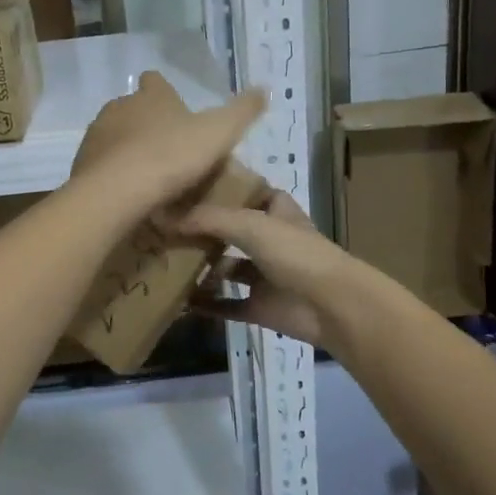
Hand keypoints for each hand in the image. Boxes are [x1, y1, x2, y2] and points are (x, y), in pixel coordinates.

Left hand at [68, 72, 266, 227]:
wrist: (117, 192)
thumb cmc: (171, 156)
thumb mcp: (219, 133)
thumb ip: (242, 111)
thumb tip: (263, 88)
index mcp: (151, 96)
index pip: (156, 81)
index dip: (165, 92)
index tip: (175, 108)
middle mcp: (119, 107)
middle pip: (133, 108)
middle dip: (147, 123)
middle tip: (169, 148)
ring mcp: (96, 134)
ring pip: (115, 135)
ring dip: (129, 149)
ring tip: (149, 175)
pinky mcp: (82, 163)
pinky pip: (102, 164)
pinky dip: (114, 173)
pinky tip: (129, 192)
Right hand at [177, 190, 348, 348]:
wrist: (332, 307)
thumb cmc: (296, 254)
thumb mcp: (250, 225)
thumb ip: (207, 219)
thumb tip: (163, 217)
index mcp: (276, 212)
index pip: (249, 192)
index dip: (224, 189)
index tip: (187, 187)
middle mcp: (271, 240)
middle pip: (232, 231)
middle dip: (203, 230)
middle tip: (163, 227)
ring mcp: (266, 276)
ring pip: (227, 268)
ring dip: (201, 267)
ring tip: (163, 261)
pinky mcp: (260, 307)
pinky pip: (227, 304)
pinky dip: (206, 303)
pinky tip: (179, 300)